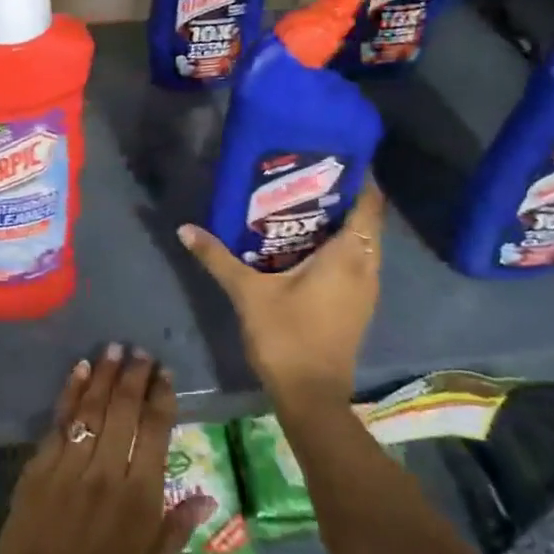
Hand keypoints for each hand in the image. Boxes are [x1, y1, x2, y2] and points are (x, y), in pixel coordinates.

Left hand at [0, 345, 214, 553]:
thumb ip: (175, 530)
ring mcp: (69, 467)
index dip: (162, 398)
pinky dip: (70, 393)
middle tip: (141, 351)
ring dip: (104, 375)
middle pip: (124, 411)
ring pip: (91, 408)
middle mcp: (106, 473)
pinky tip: (79, 371)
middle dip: (134, 376)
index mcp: (139, 500)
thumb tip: (205, 495)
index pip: (155, 432)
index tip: (165, 373)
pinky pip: (59, 422)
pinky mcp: (38, 468)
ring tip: (114, 348)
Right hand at [177, 179, 384, 408]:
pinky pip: (356, 262)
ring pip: (361, 243)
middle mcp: (366, 267)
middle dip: (342, 196)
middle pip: (365, 220)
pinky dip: (338, 246)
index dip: (359, 178)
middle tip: (306, 176)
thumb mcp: (247, 292)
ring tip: (302, 203)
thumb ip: (217, 257)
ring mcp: (366, 289)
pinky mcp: (357, 305)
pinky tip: (305, 244)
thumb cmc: (286, 336)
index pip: (368, 204)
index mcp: (348, 256)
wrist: (311, 395)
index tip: (334, 158)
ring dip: (340, 223)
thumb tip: (185, 228)